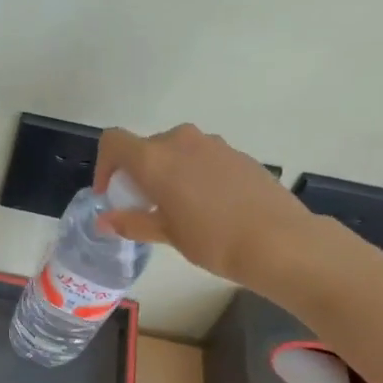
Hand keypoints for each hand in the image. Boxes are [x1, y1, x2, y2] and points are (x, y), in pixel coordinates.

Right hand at [95, 123, 328, 288]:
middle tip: (143, 206)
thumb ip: (132, 222)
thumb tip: (105, 221)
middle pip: (145, 147)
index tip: (111, 194)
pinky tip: (207, 206)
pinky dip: (193, 174)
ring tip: (176, 207)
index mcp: (155, 159)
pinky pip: (202, 157)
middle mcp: (181, 141)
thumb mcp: (166, 234)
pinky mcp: (237, 154)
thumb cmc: (212, 240)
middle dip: (137, 173)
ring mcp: (212, 144)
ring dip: (166, 173)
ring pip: (175, 151)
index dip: (105, 165)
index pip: (114, 141)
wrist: (278, 240)